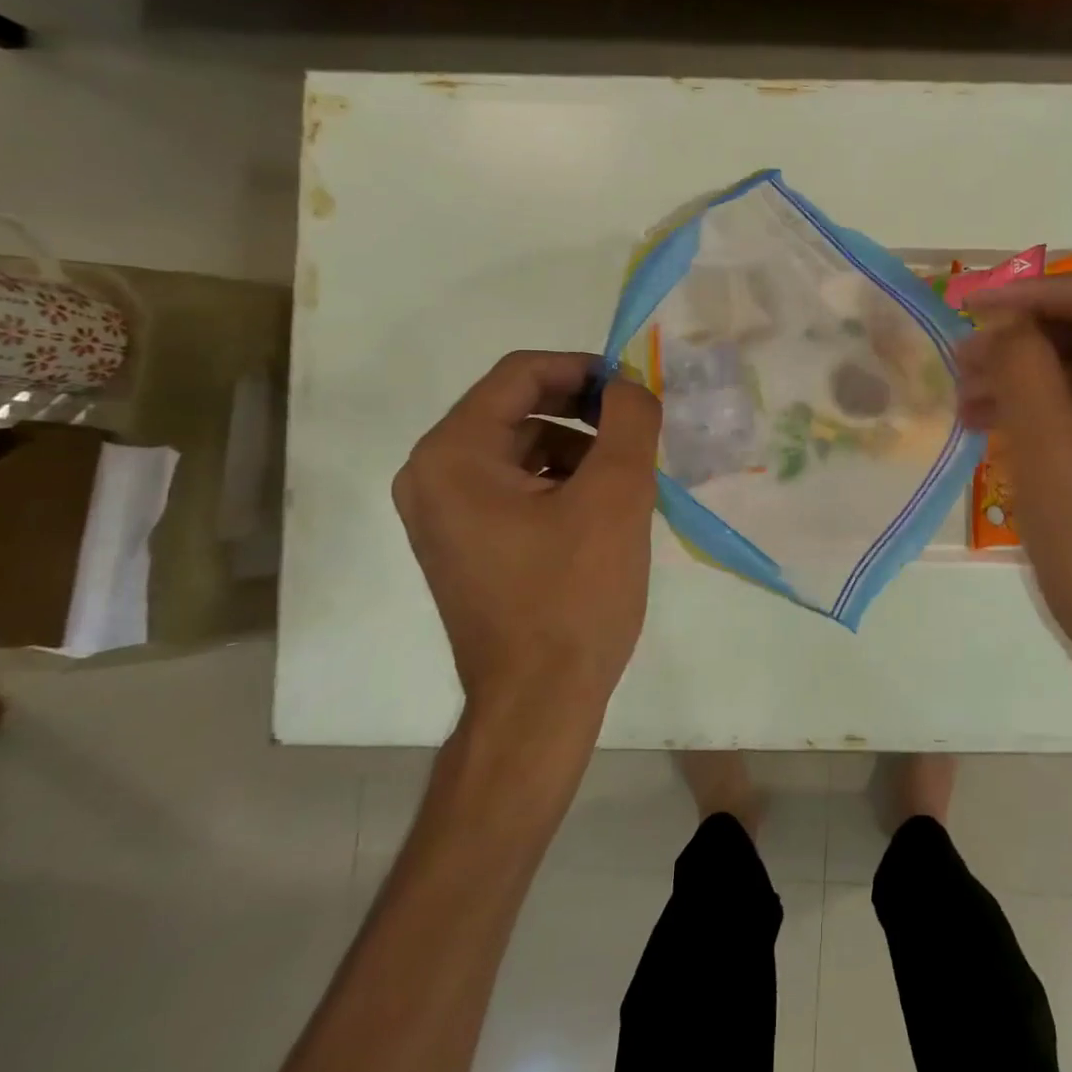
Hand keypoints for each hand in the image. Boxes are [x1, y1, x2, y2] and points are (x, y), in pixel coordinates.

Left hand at [392, 352, 662, 728]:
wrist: (540, 702)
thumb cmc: (574, 595)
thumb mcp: (617, 495)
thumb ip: (629, 420)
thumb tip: (630, 384)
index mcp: (453, 455)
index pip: (520, 375)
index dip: (583, 369)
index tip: (635, 389)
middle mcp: (433, 476)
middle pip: (518, 409)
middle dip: (584, 412)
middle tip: (638, 431)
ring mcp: (445, 513)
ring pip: (522, 448)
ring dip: (579, 448)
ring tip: (628, 477)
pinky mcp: (466, 542)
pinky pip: (517, 486)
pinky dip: (562, 481)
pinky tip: (604, 510)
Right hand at [958, 273, 1071, 678]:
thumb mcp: (1054, 456)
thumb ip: (1025, 371)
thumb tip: (1001, 321)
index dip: (1035, 293)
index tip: (968, 303)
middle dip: (1024, 339)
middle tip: (960, 355)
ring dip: (1024, 374)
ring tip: (963, 393)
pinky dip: (1039, 408)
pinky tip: (987, 422)